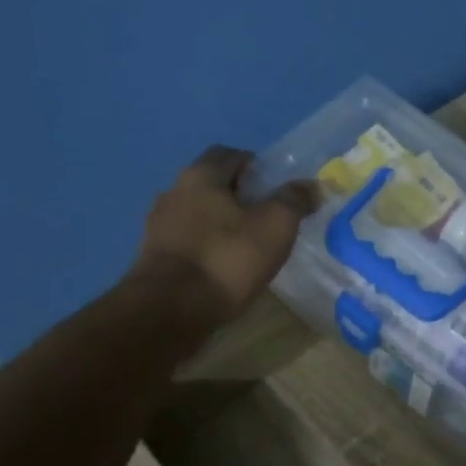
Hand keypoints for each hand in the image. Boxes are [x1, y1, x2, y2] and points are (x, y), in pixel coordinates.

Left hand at [131, 146, 319, 327]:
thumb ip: (294, 200)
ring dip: (222, 224)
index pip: (230, 154)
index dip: (257, 167)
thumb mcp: (275, 226)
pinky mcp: (154, 258)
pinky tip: (224, 269)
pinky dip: (207, 248)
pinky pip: (188, 242)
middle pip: (213, 185)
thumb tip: (311, 185)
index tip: (278, 191)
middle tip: (268, 219)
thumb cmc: (227, 260)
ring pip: (199, 215)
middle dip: (240, 197)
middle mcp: (173, 192)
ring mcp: (158, 226)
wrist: (170, 311)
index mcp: (200, 175)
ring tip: (248, 247)